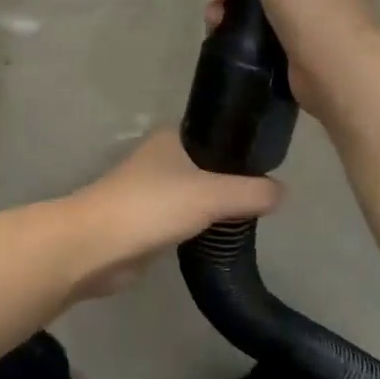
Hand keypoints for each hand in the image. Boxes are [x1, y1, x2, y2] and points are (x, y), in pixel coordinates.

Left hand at [67, 130, 281, 297]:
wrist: (96, 246)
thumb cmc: (151, 206)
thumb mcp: (211, 194)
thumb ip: (251, 192)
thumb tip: (283, 193)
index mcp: (172, 138)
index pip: (218, 132)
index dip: (245, 144)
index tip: (275, 161)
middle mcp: (162, 159)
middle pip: (210, 164)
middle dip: (236, 178)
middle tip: (271, 194)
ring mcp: (153, 192)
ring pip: (198, 193)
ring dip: (219, 204)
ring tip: (256, 214)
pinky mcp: (149, 223)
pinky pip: (186, 219)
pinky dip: (203, 225)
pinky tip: (226, 233)